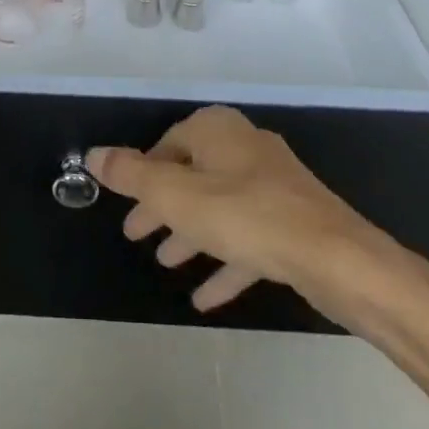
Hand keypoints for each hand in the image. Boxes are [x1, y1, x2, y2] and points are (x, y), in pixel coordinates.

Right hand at [88, 106, 428, 331]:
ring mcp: (274, 185)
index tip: (126, 205)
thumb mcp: (175, 196)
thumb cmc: (246, 216)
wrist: (337, 259)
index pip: (168, 144)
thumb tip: (92, 154)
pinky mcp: (294, 222)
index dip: (143, 175)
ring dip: (191, 235)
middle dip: (163, 207)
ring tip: (165, 263)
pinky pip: (248, 238)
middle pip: (192, 175)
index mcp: (217, 130)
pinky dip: (225, 262)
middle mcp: (245, 147)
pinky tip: (205, 297)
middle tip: (136, 235)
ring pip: (219, 208)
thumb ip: (131, 176)